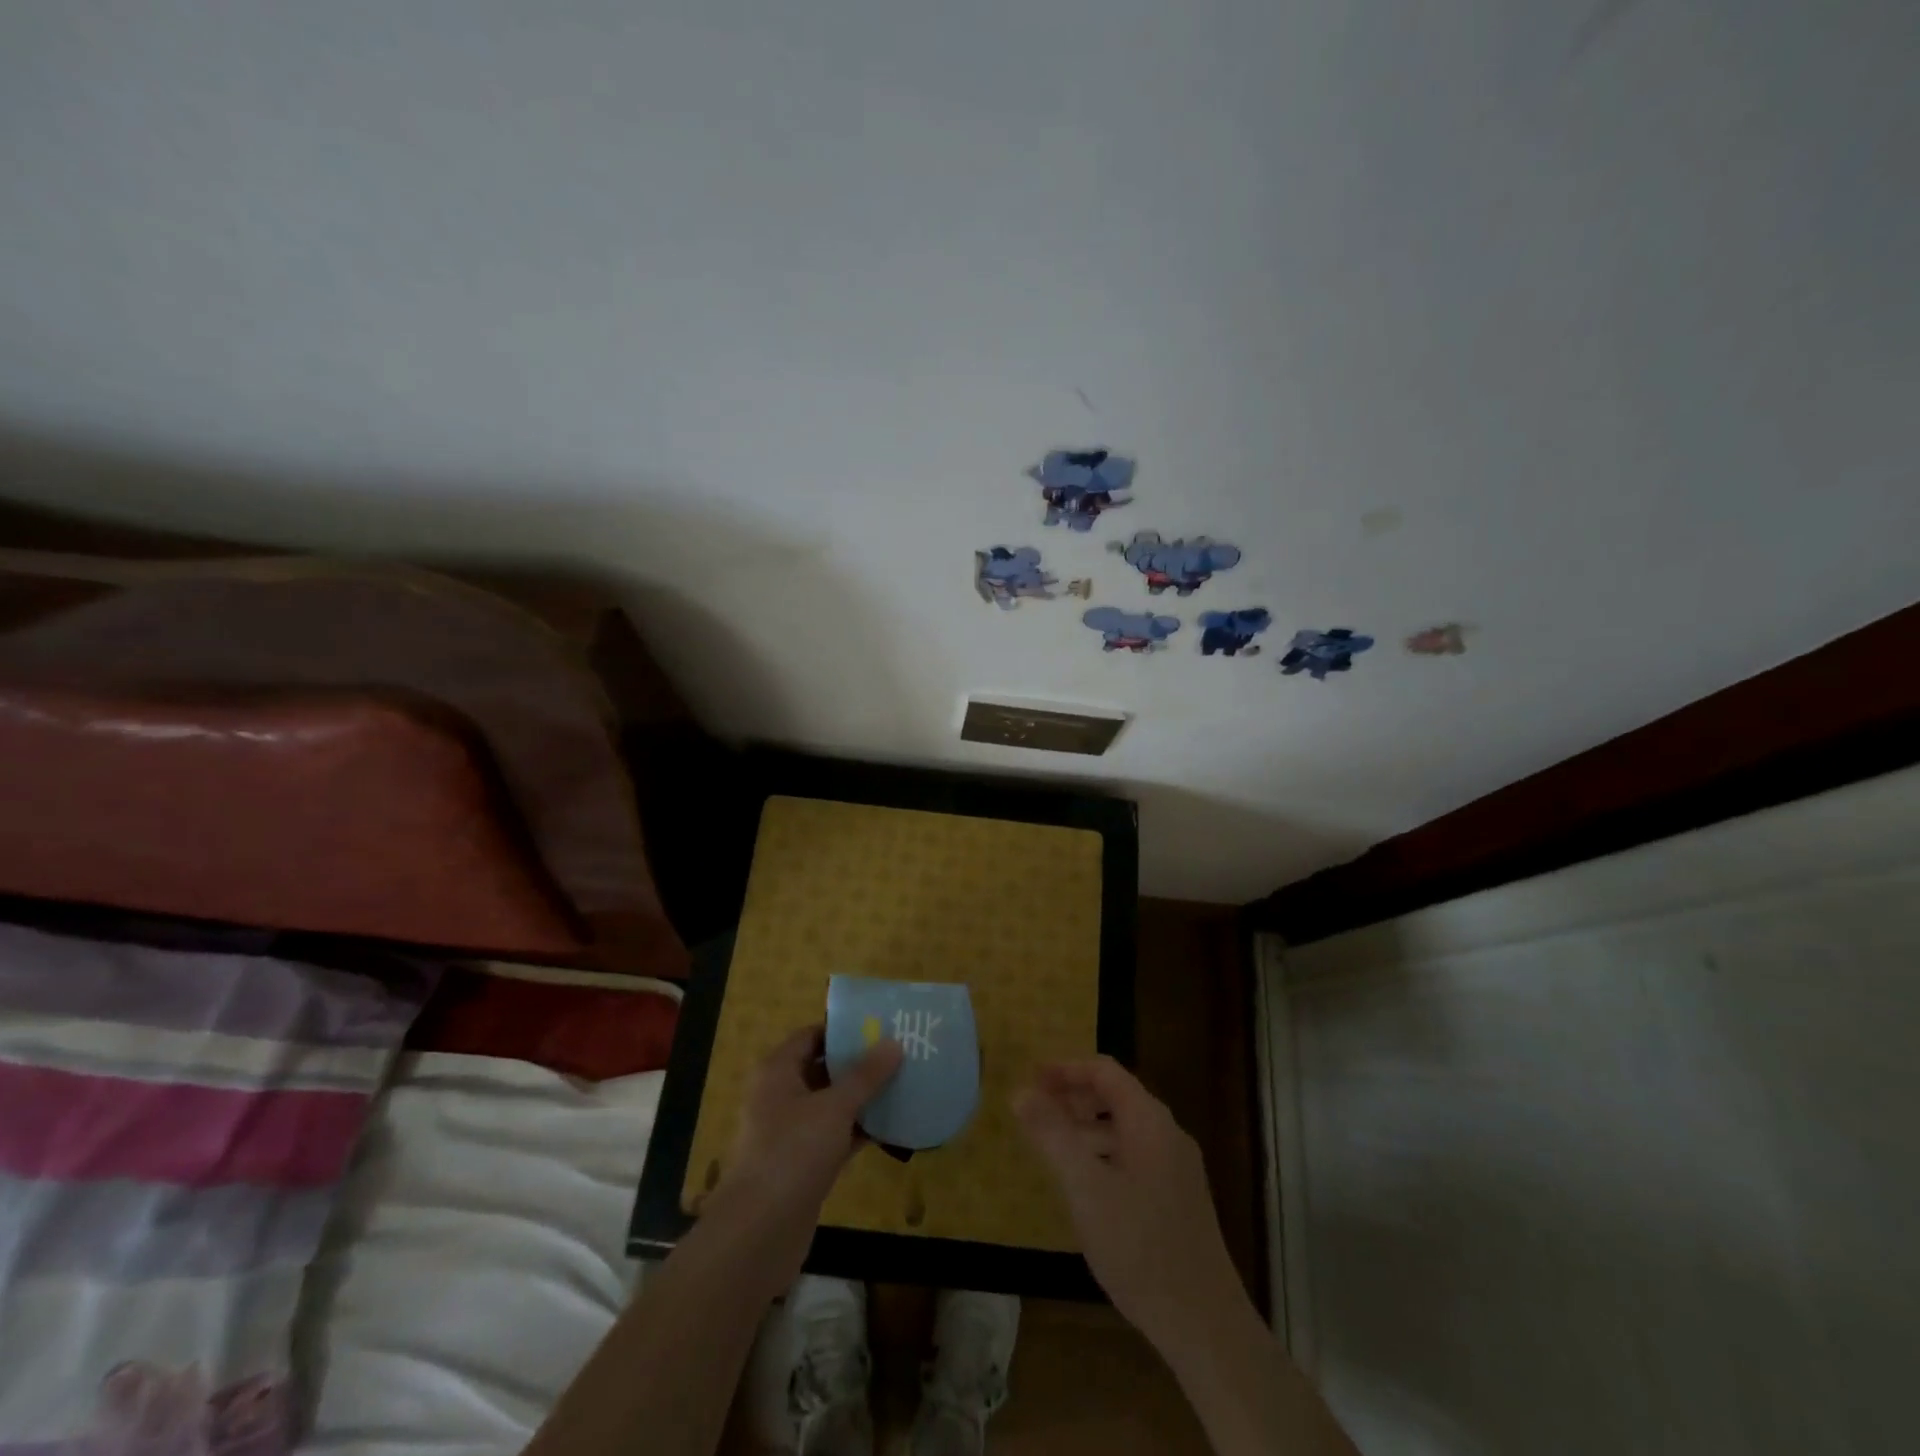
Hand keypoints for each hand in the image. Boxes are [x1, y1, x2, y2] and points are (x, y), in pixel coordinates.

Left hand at [709, 1025, 902, 1290]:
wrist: (758, 1234)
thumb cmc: (792, 1153)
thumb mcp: (834, 1108)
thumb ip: (865, 1076)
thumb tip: (894, 1043)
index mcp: (777, 1072)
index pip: (812, 1036)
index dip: (843, 1030)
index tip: (880, 1026)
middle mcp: (781, 1096)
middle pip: (823, 1069)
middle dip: (859, 1063)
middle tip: (899, 1053)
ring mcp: (791, 1132)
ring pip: (832, 1104)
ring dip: (862, 1098)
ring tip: (903, 1083)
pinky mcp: (803, 1165)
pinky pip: (836, 1136)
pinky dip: (859, 1130)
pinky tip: (893, 1126)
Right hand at [1014, 1056, 1246, 1351]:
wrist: (1203, 1323)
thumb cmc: (1139, 1246)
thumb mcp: (1086, 1187)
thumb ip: (1052, 1135)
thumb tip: (1020, 1093)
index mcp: (1149, 1121)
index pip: (1105, 1072)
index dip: (1066, 1069)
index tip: (1031, 1078)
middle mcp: (1167, 1135)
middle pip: (1115, 1096)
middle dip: (1073, 1097)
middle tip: (1035, 1110)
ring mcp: (1176, 1168)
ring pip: (1124, 1129)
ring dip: (1086, 1127)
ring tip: (1050, 1145)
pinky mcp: (1177, 1199)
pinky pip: (1134, 1156)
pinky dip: (1103, 1153)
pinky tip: (1084, 1184)